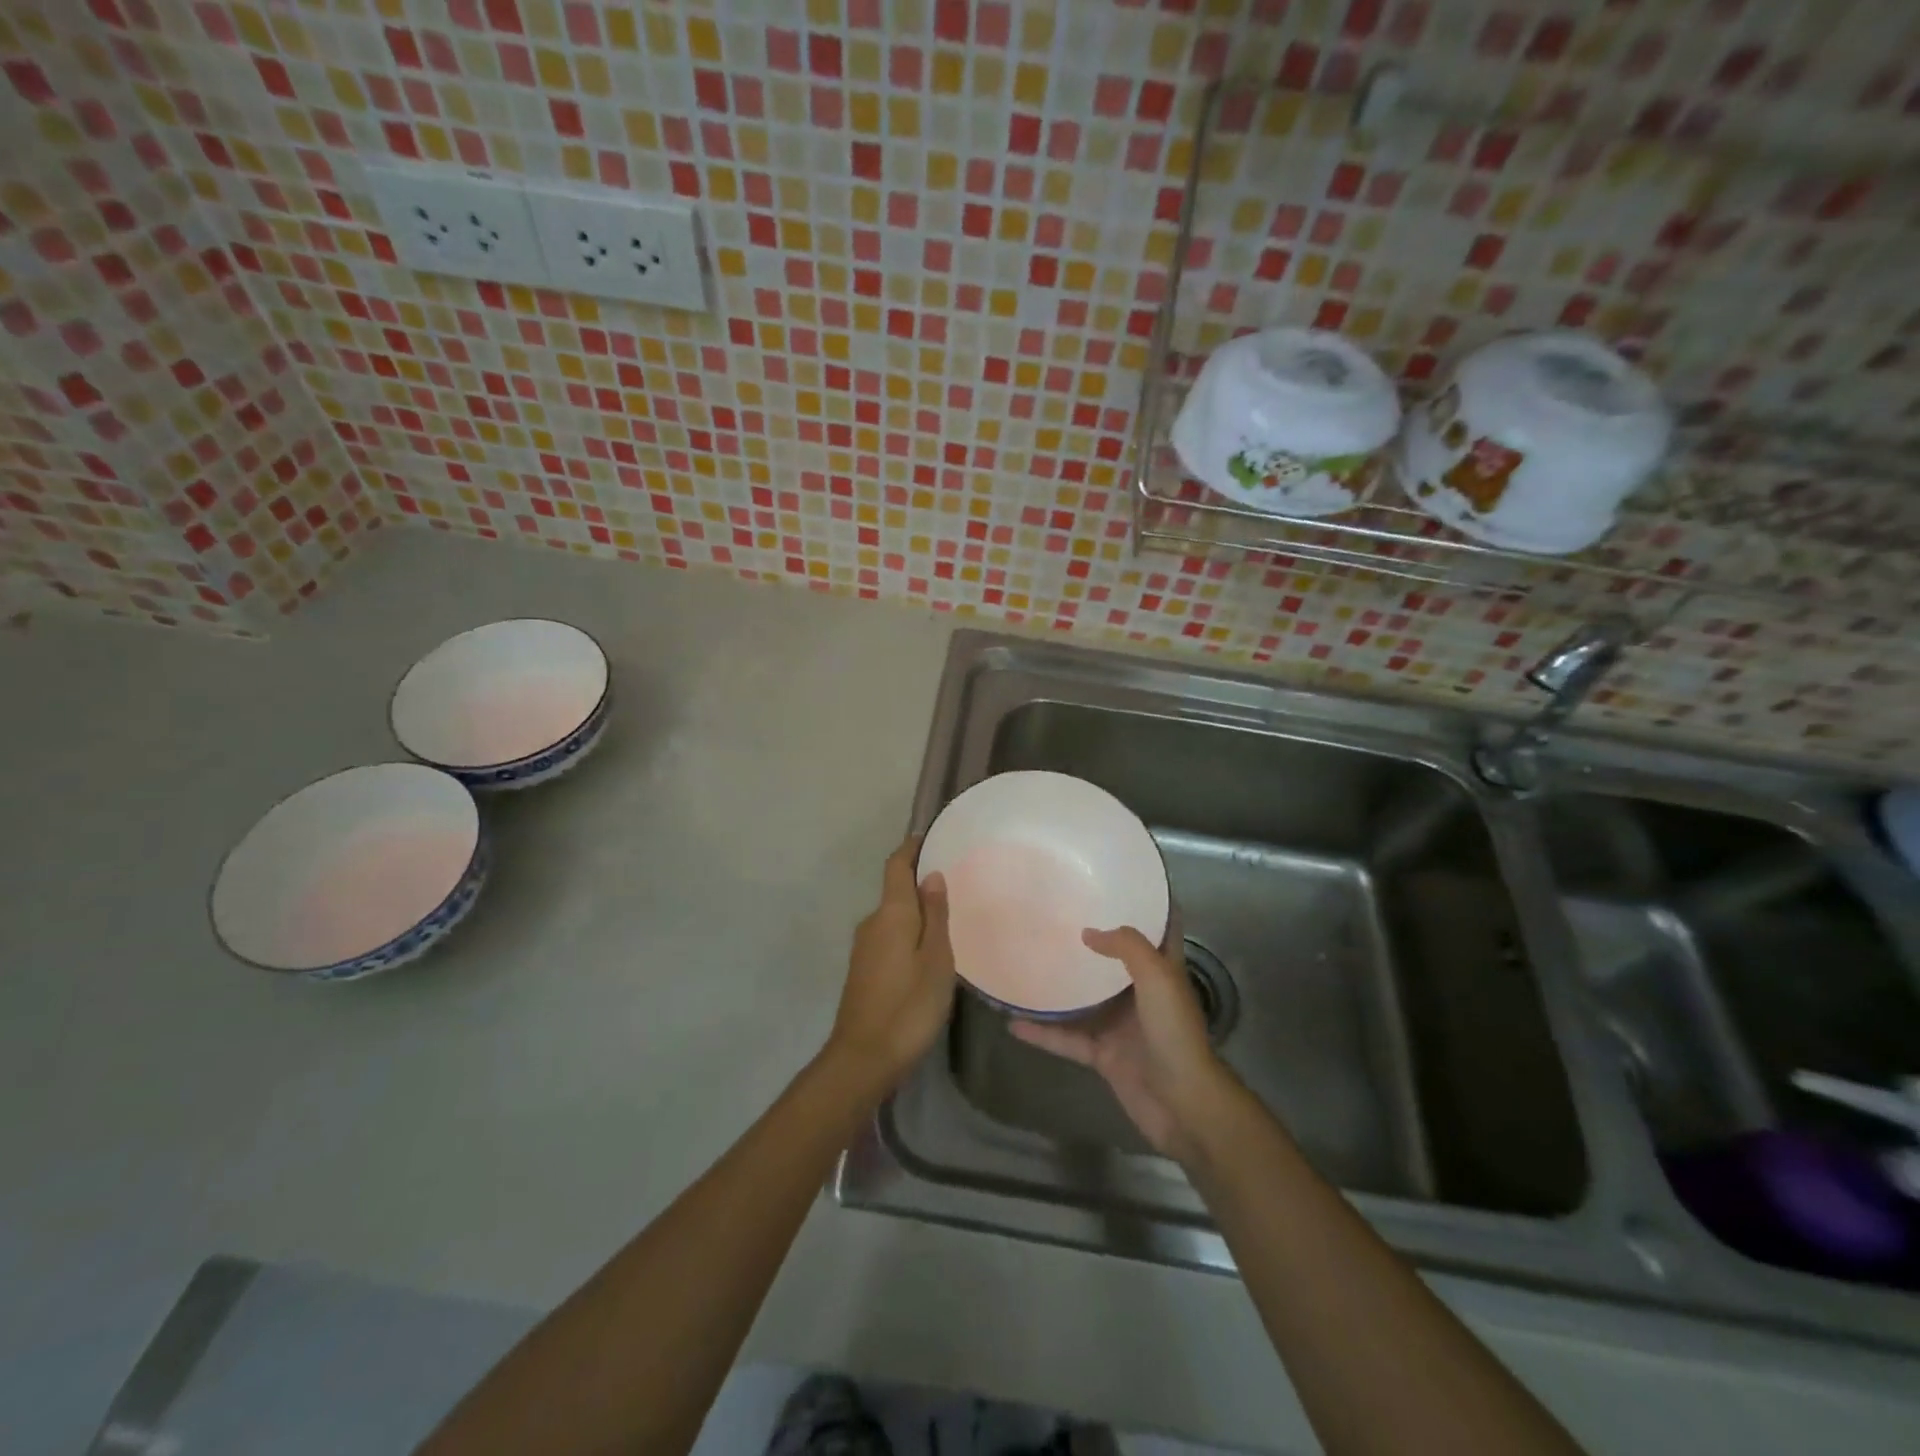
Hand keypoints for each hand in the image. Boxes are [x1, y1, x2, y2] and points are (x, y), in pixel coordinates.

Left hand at [824, 837, 955, 1097]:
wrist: (863, 1059)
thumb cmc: (909, 1006)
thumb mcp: (936, 959)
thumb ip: (935, 915)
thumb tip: (931, 874)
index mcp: (890, 914)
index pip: (896, 866)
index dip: (911, 848)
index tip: (931, 836)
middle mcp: (872, 923)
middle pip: (895, 891)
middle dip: (920, 881)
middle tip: (956, 882)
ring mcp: (864, 948)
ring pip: (894, 917)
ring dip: (916, 911)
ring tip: (950, 915)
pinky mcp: (864, 971)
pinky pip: (890, 937)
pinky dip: (909, 933)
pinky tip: (929, 950)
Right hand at [1012, 926, 1232, 1161]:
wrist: (1182, 1103)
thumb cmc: (1174, 1033)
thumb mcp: (1157, 978)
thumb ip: (1127, 947)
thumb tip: (1089, 932)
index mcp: (1162, 971)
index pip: (1160, 929)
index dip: (1149, 904)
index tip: (1120, 882)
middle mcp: (1141, 994)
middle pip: (1114, 961)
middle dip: (1092, 940)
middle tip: (1058, 915)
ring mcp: (1121, 1025)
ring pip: (1085, 999)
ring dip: (1061, 986)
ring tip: (1028, 962)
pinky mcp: (1104, 1054)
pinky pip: (1067, 1038)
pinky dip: (1042, 1033)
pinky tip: (1014, 1022)